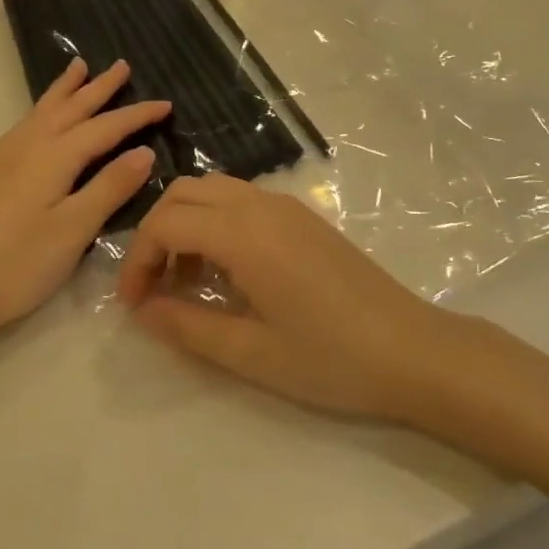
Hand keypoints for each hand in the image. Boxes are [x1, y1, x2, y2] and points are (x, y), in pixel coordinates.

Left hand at [0, 57, 168, 350]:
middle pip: (70, 108)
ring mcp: (3, 156)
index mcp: (53, 156)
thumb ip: (110, 187)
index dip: (136, 115)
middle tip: (121, 65)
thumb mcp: (74, 229)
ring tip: (79, 67)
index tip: (166, 104)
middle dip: (98, 87)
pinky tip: (43, 118)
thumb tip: (143, 152)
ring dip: (65, 89)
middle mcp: (27, 145)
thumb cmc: (19, 263)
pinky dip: (45, 109)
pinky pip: (27, 124)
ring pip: (42, 111)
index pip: (104, 127)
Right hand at [117, 174, 451, 420]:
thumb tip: (142, 309)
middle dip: (157, 232)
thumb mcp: (250, 352)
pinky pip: (242, 201)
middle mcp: (261, 205)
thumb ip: (187, 326)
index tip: (135, 304)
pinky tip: (227, 272)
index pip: (166, 222)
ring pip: (214, 191)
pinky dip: (217, 222)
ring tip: (187, 281)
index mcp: (244, 233)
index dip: (138, 260)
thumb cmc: (331, 358)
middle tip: (154, 287)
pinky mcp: (303, 217)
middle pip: (185, 191)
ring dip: (187, 224)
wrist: (413, 350)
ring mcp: (286, 207)